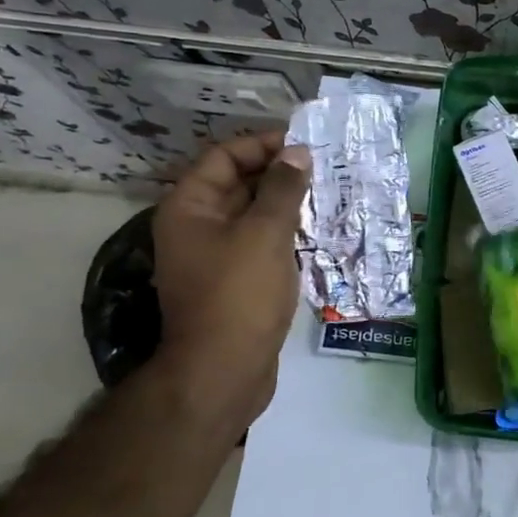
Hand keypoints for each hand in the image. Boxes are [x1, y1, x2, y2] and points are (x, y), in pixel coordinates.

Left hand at [149, 129, 311, 423]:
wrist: (224, 372)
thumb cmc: (240, 295)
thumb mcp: (265, 233)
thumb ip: (283, 188)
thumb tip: (298, 152)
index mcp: (189, 207)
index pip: (225, 157)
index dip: (263, 145)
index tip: (305, 145)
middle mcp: (196, 227)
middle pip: (238, 184)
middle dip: (279, 174)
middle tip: (324, 169)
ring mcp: (214, 256)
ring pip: (252, 216)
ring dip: (286, 204)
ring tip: (328, 196)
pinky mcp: (234, 281)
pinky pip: (259, 243)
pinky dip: (284, 233)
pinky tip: (316, 232)